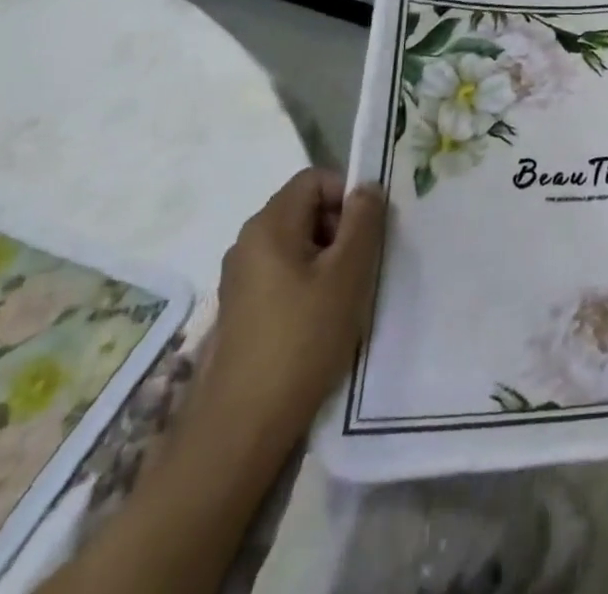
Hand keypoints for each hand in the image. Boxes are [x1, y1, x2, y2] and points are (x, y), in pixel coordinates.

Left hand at [194, 169, 385, 441]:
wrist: (242, 427)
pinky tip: (321, 319)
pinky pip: (283, 273)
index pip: (314, 179)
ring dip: (328, 257)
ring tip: (345, 295)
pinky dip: (308, 282)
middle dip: (340, 227)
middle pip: (305, 208)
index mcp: (268, 225)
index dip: (347, 194)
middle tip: (362, 263)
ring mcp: (239, 279)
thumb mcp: (348, 272)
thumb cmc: (302, 338)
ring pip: (297, 243)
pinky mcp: (241, 310)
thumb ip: (364, 220)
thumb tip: (367, 188)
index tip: (367, 231)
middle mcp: (247, 243)